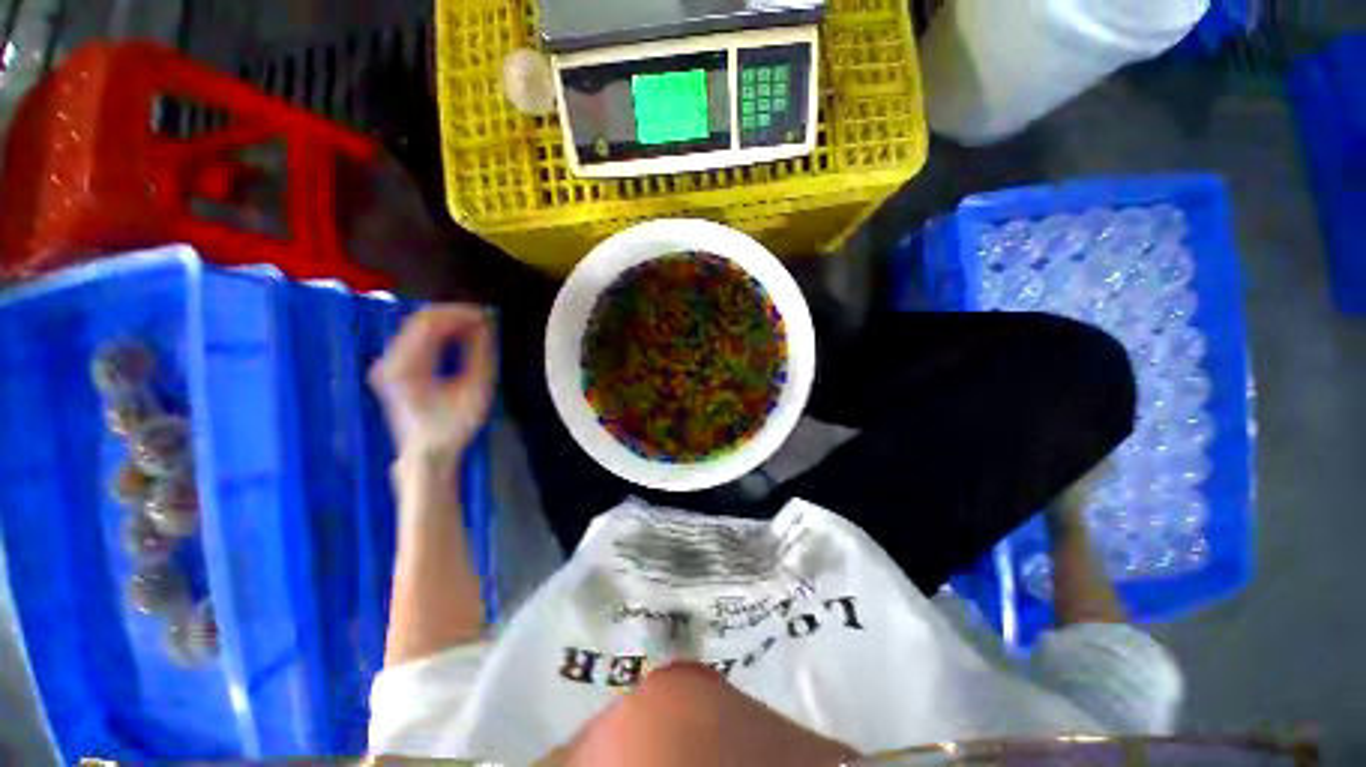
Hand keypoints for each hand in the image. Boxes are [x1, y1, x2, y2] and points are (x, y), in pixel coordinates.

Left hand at [369, 305, 495, 466]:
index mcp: (406, 366)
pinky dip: (439, 333)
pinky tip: (459, 336)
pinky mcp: (392, 368)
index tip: (486, 314)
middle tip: (484, 319)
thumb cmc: (453, 425)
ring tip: (476, 326)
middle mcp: (388, 360)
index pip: (429, 322)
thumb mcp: (475, 389)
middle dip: (454, 315)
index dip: (459, 313)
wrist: (427, 453)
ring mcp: (387, 364)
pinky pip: (415, 339)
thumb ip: (480, 353)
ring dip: (448, 323)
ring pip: (417, 328)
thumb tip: (485, 324)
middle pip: (420, 321)